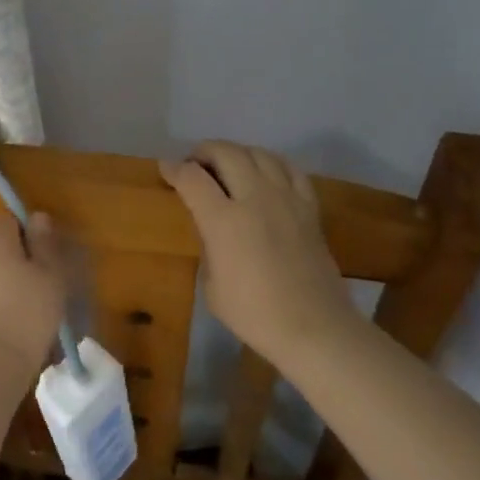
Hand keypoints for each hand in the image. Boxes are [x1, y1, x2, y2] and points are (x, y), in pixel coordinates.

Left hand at [0, 211, 73, 376]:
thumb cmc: (28, 310)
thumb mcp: (50, 272)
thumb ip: (44, 242)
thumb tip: (37, 216)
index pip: (6, 218)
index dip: (26, 227)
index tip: (46, 246)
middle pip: (0, 245)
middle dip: (22, 256)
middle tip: (49, 276)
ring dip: (14, 281)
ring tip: (40, 302)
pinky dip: (5, 302)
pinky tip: (24, 321)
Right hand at [160, 141, 355, 368]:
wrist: (314, 328)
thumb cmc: (254, 313)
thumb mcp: (212, 285)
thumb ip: (208, 246)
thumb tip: (212, 229)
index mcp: (223, 220)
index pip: (192, 178)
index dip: (174, 169)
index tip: (165, 169)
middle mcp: (254, 198)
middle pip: (226, 153)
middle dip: (204, 152)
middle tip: (194, 164)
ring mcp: (286, 199)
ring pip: (258, 153)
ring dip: (237, 152)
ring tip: (227, 165)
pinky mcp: (309, 207)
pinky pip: (290, 169)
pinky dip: (271, 162)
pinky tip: (265, 172)